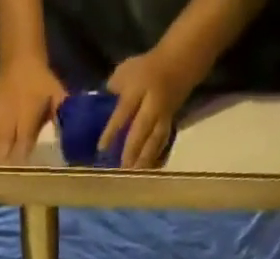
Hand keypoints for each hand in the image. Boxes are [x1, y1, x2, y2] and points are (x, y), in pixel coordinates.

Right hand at [0, 61, 66, 162]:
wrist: (22, 58)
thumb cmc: (42, 84)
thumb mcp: (57, 98)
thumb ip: (63, 115)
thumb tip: (74, 132)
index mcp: (26, 121)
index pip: (22, 149)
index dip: (20, 166)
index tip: (18, 183)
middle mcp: (7, 122)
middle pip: (1, 151)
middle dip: (0, 169)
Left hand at [101, 48, 193, 168]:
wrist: (179, 62)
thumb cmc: (147, 68)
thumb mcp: (127, 70)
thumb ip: (114, 87)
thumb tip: (101, 103)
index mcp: (139, 88)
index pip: (123, 111)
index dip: (112, 130)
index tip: (102, 148)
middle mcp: (152, 104)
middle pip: (141, 130)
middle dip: (131, 151)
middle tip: (121, 170)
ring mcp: (163, 116)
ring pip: (155, 140)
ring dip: (145, 159)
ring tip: (134, 175)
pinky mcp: (170, 125)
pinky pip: (164, 143)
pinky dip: (157, 158)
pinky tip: (150, 171)